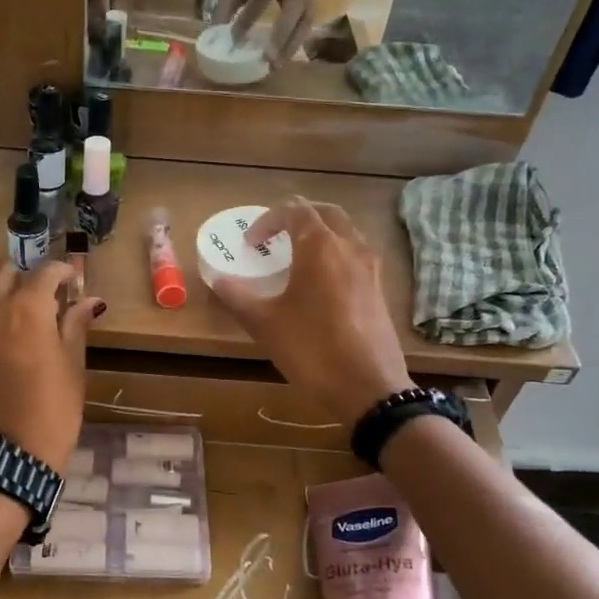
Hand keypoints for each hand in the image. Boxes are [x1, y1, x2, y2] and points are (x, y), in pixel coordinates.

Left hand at [0, 260, 104, 473]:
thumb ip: (75, 326)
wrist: (7, 456)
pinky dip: (0, 315)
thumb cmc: (52, 410)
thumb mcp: (72, 367)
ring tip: (38, 312)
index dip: (63, 271)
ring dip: (12, 293)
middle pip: (7, 273)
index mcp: (26, 309)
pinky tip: (19, 333)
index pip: (45, 272)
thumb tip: (88, 300)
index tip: (76, 278)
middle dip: (29, 274)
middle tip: (52, 289)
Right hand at [210, 200, 412, 429]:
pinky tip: (321, 284)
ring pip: (346, 233)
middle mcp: (350, 247)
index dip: (268, 220)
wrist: (368, 387)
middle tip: (276, 235)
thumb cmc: (311, 349)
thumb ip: (237, 296)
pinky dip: (336, 255)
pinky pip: (356, 256)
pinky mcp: (379, 290)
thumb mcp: (264, 323)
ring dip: (320, 234)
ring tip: (297, 257)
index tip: (250, 243)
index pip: (294, 211)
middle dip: (298, 217)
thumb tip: (218, 280)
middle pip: (326, 213)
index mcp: (320, 247)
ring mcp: (370, 268)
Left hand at [218, 0, 319, 61]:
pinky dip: (294, 47)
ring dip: (289, 47)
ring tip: (273, 67)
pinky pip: (306, 30)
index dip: (250, 17)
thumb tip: (214, 31)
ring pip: (303, 23)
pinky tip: (281, 62)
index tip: (235, 40)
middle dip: (279, 36)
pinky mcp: (314, 9)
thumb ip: (229, 1)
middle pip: (292, 10)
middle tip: (265, 60)